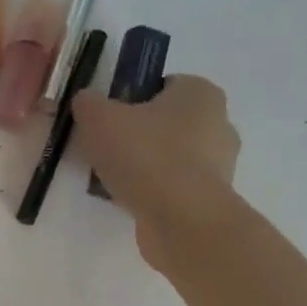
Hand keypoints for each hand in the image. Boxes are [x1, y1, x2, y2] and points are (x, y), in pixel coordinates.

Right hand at [74, 76, 240, 274]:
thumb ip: (88, 104)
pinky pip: (175, 187)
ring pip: (171, 157)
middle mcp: (219, 123)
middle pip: (167, 123)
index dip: (131, 100)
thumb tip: (86, 102)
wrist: (181, 219)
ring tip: (112, 180)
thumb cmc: (145, 156)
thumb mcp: (99, 119)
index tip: (107, 121)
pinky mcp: (212, 199)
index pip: (163, 86)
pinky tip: (129, 201)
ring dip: (145, 166)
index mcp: (200, 92)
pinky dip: (154, 192)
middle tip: (105, 150)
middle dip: (138, 135)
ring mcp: (220, 164)